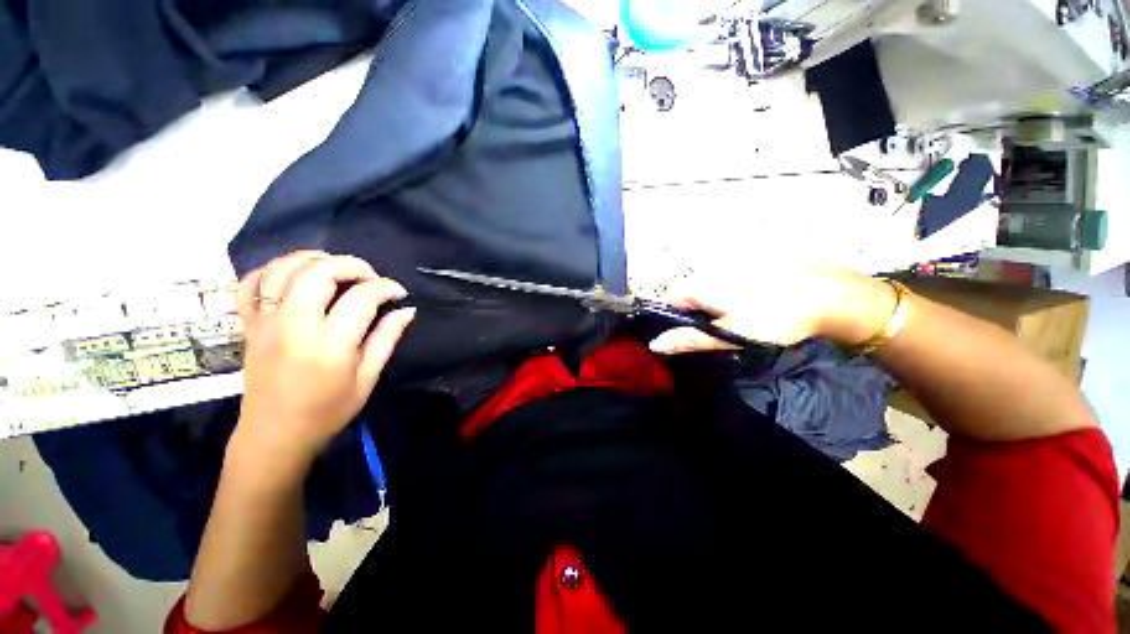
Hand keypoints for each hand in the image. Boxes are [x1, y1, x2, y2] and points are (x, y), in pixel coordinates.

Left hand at [231, 251, 415, 470]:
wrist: (274, 434)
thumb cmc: (328, 411)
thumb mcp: (367, 378)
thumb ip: (387, 339)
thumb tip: (406, 310)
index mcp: (329, 346)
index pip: (361, 298)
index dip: (386, 287)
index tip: (399, 293)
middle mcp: (293, 327)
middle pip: (319, 272)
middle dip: (352, 265)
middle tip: (371, 278)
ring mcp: (265, 323)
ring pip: (283, 269)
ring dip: (314, 258)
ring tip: (337, 268)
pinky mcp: (248, 325)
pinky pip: (249, 283)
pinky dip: (272, 269)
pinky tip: (295, 274)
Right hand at [648, 265, 894, 354]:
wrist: (830, 296)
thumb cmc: (773, 318)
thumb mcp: (728, 334)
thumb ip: (688, 339)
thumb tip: (654, 344)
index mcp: (701, 285)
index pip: (669, 301)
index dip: (673, 320)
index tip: (690, 336)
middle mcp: (711, 271)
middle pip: (690, 296)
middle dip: (697, 316)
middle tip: (720, 334)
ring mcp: (732, 267)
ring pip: (710, 291)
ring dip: (716, 308)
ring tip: (741, 324)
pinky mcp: (751, 266)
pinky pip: (729, 285)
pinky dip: (732, 299)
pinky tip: (756, 309)